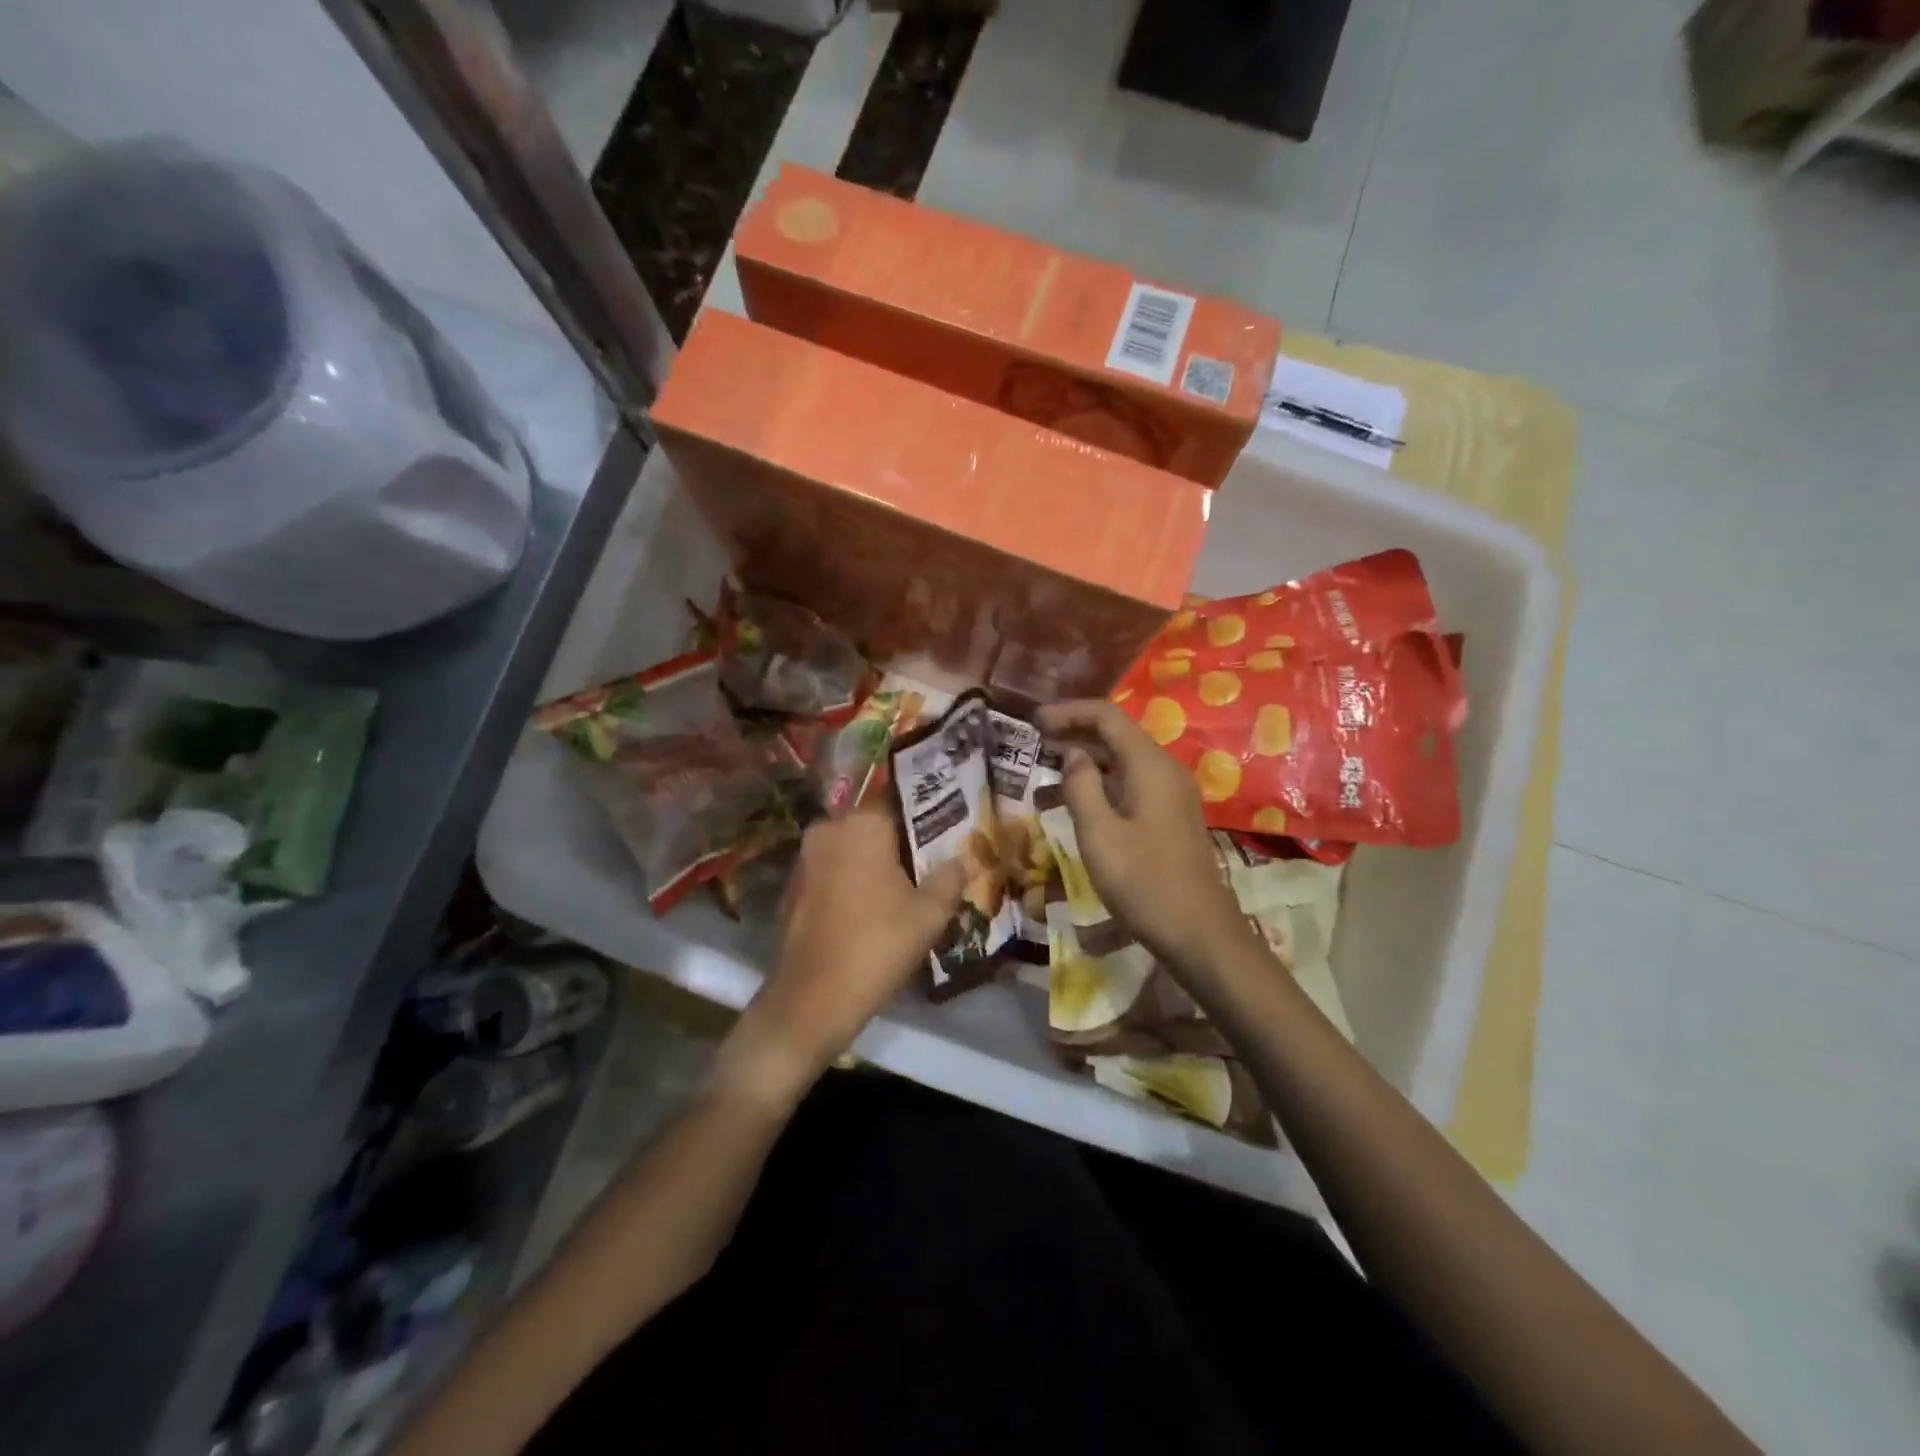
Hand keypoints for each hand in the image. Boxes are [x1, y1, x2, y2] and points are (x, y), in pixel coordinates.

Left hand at [723, 807, 964, 1107]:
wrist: (813, 997)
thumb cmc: (877, 944)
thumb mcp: (929, 914)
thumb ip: (949, 879)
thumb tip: (964, 859)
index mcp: (861, 824)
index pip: (898, 801)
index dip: (924, 815)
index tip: (945, 829)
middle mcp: (829, 830)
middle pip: (873, 824)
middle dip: (899, 839)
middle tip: (930, 857)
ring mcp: (806, 859)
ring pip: (851, 848)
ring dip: (874, 860)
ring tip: (907, 881)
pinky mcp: (794, 887)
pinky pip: (833, 871)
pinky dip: (852, 879)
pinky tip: (873, 903)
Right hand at [1036, 700, 1247, 970]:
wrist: (1199, 933)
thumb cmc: (1144, 882)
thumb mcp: (1099, 834)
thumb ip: (1081, 786)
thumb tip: (1072, 754)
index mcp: (1150, 766)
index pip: (1107, 716)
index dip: (1068, 713)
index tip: (1033, 723)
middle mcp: (1164, 771)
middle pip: (1115, 737)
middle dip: (1072, 736)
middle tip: (1032, 746)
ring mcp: (1169, 796)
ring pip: (1120, 765)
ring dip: (1082, 767)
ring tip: (1041, 783)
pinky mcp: (1168, 818)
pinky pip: (1129, 788)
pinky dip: (1098, 789)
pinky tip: (1071, 809)